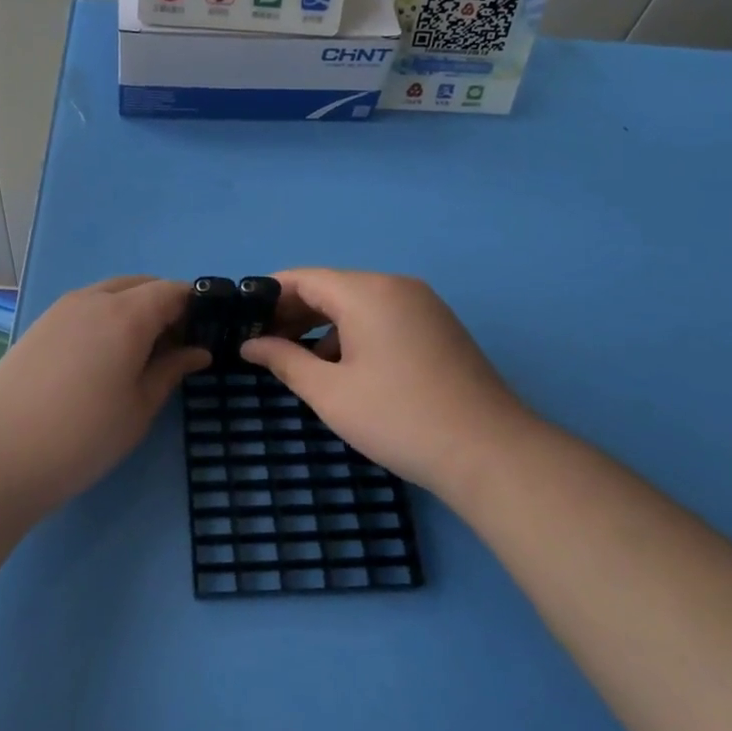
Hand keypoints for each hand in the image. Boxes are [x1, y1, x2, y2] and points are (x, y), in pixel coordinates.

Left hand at [0, 275, 209, 507]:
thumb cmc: (82, 436)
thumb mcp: (139, 408)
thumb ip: (171, 370)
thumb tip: (198, 351)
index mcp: (126, 314)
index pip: (172, 291)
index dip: (195, 307)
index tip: (207, 334)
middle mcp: (93, 299)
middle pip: (141, 285)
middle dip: (165, 306)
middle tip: (176, 347)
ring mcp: (61, 309)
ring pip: (110, 293)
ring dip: (134, 310)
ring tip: (140, 354)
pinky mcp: (39, 325)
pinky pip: (85, 307)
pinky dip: (106, 318)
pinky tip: (103, 358)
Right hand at [239, 269, 540, 497]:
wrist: (489, 452)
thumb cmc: (398, 418)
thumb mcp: (330, 392)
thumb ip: (284, 360)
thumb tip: (250, 344)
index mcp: (368, 292)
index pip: (305, 278)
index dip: (269, 295)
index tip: (242, 320)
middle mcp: (397, 286)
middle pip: (332, 287)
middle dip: (294, 312)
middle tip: (261, 343)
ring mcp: (423, 305)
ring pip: (358, 303)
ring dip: (324, 325)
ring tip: (297, 359)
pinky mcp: (438, 327)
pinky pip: (384, 317)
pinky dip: (355, 333)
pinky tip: (342, 367)